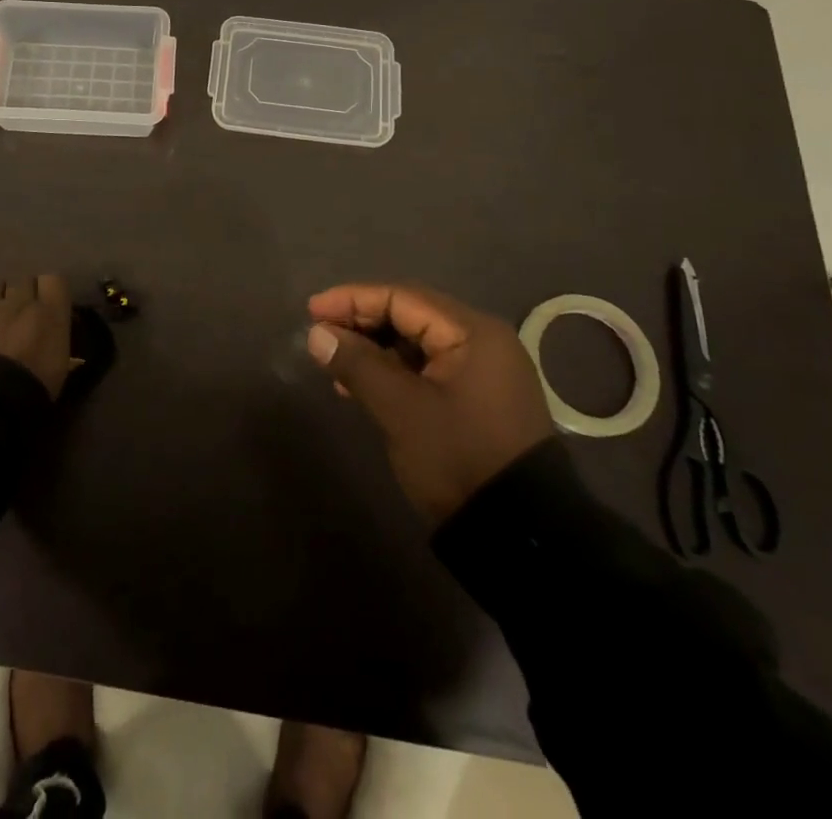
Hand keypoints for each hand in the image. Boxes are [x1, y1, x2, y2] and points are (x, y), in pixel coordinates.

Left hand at [0, 275, 73, 397]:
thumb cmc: (28, 393)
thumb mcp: (58, 370)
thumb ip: (55, 341)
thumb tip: (50, 335)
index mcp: (49, 314)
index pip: (54, 280)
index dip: (49, 291)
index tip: (47, 306)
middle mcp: (19, 301)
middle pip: (23, 281)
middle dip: (22, 295)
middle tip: (18, 317)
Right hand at [307, 283, 555, 525]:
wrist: (519, 535)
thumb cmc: (458, 457)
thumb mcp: (401, 410)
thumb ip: (357, 364)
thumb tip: (316, 334)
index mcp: (472, 332)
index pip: (402, 297)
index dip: (353, 300)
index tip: (312, 311)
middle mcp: (482, 340)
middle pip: (410, 315)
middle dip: (361, 322)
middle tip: (320, 335)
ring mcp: (483, 370)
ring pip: (416, 343)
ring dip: (374, 349)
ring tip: (334, 364)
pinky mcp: (477, 397)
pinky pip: (427, 368)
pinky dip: (393, 371)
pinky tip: (362, 387)